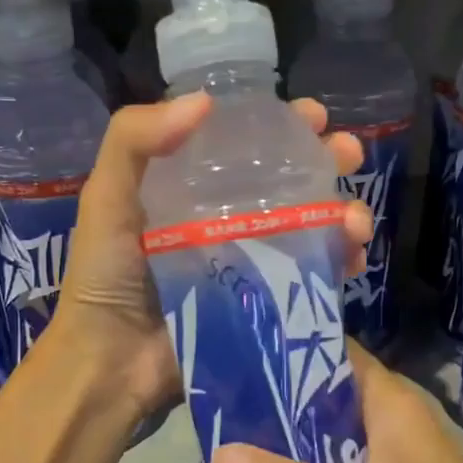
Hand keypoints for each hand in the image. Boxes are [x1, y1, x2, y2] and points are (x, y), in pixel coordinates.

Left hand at [54, 93, 372, 419]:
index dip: (283, 126)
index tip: (315, 116)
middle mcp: (225, 218)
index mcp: (190, 188)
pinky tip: (354, 259)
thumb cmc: (106, 276)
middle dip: (328, 161)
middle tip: (350, 153)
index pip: (245, 145)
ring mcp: (249, 261)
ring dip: (343, 213)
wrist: (112, 362)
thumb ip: (134, 141)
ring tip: (356, 220)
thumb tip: (206, 101)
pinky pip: (310, 274)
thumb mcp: (107, 199)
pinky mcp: (264, 302)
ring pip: (309, 225)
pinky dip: (338, 262)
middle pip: (288, 180)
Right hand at [210, 346, 462, 462]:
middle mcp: (391, 424)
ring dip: (284, 448)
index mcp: (392, 405)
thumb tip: (218, 454)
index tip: (225, 352)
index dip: (283, 347)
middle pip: (322, 397)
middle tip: (209, 410)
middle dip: (271, 404)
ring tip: (220, 450)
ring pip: (327, 441)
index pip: (332, 352)